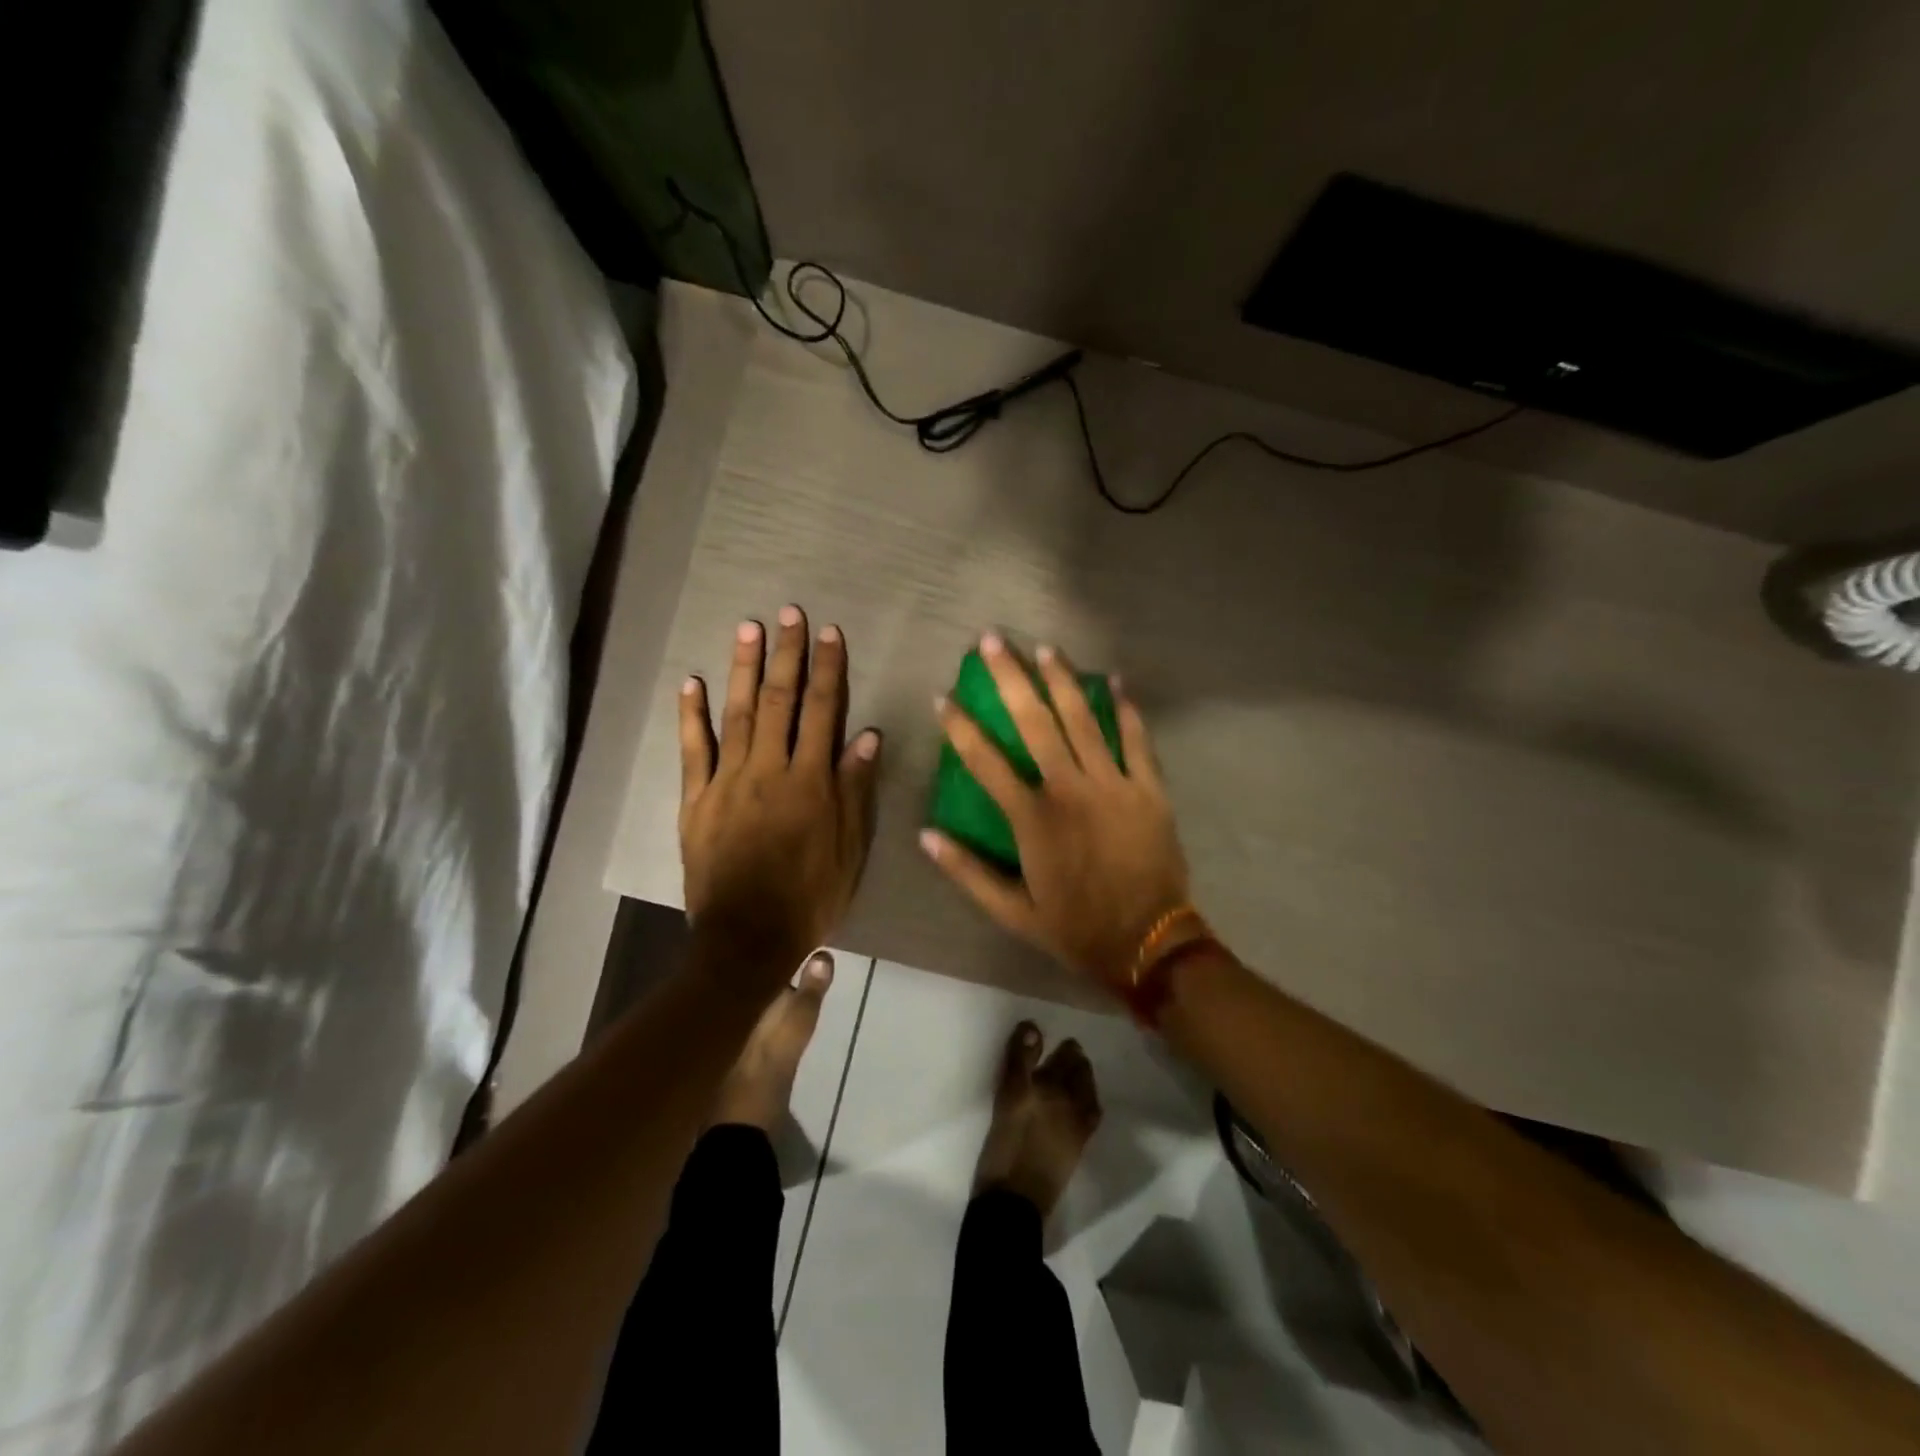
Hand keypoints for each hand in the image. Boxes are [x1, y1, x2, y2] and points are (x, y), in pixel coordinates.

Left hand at [679, 606, 881, 964]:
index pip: (823, 712)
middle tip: (787, 613)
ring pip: (736, 714)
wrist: (747, 938)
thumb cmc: (810, 896)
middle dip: (786, 655)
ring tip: (747, 628)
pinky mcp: (696, 801)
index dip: (828, 669)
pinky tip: (691, 682)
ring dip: (742, 669)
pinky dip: (691, 716)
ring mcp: (728, 782)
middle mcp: (769, 770)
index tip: (830, 633)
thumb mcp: (850, 849)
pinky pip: (692, 751)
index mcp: (811, 782)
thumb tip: (866, 735)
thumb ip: (855, 790)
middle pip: (779, 701)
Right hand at [923, 634, 1190, 991]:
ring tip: (1045, 648)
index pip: (985, 761)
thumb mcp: (1011, 911)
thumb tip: (926, 835)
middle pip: (1035, 722)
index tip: (943, 696)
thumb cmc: (1075, 927)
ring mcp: (1113, 785)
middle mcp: (1069, 790)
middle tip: (992, 640)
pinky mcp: (1149, 789)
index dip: (960, 726)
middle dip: (1010, 678)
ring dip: (1061, 681)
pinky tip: (1114, 681)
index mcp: (1032, 818)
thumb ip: (967, 872)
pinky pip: (1136, 741)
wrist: (1147, 943)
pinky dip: (1127, 710)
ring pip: (1083, 720)